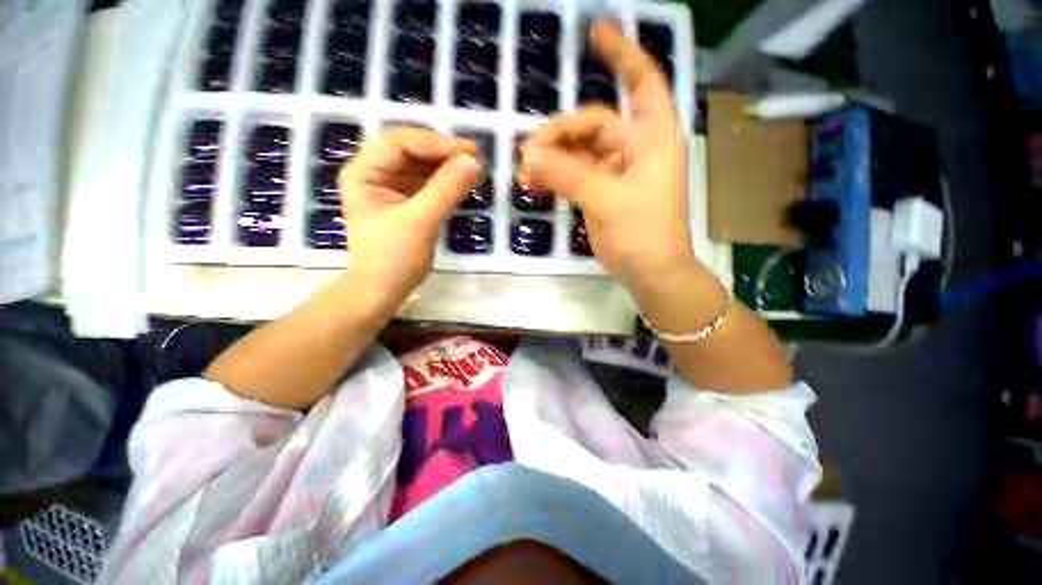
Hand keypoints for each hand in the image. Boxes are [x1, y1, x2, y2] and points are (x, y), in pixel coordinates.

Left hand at [339, 128, 479, 311]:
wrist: (383, 290)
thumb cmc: (393, 257)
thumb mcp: (420, 222)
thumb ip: (446, 190)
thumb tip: (473, 162)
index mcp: (365, 172)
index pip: (399, 143)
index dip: (434, 143)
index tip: (467, 152)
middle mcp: (375, 174)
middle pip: (411, 151)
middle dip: (442, 153)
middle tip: (475, 157)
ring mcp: (391, 188)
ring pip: (421, 166)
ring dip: (447, 166)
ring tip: (474, 168)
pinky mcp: (407, 203)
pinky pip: (427, 184)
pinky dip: (446, 182)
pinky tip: (463, 182)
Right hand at [518, 20, 692, 286]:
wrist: (651, 272)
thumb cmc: (642, 233)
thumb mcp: (605, 200)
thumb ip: (568, 175)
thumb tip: (530, 157)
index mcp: (653, 138)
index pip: (642, 81)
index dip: (622, 54)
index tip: (595, 32)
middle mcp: (637, 148)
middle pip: (593, 125)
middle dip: (559, 135)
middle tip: (528, 153)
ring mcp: (618, 172)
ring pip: (580, 153)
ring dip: (553, 159)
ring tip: (525, 173)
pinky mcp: (604, 192)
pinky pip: (576, 175)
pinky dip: (557, 177)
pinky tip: (535, 183)